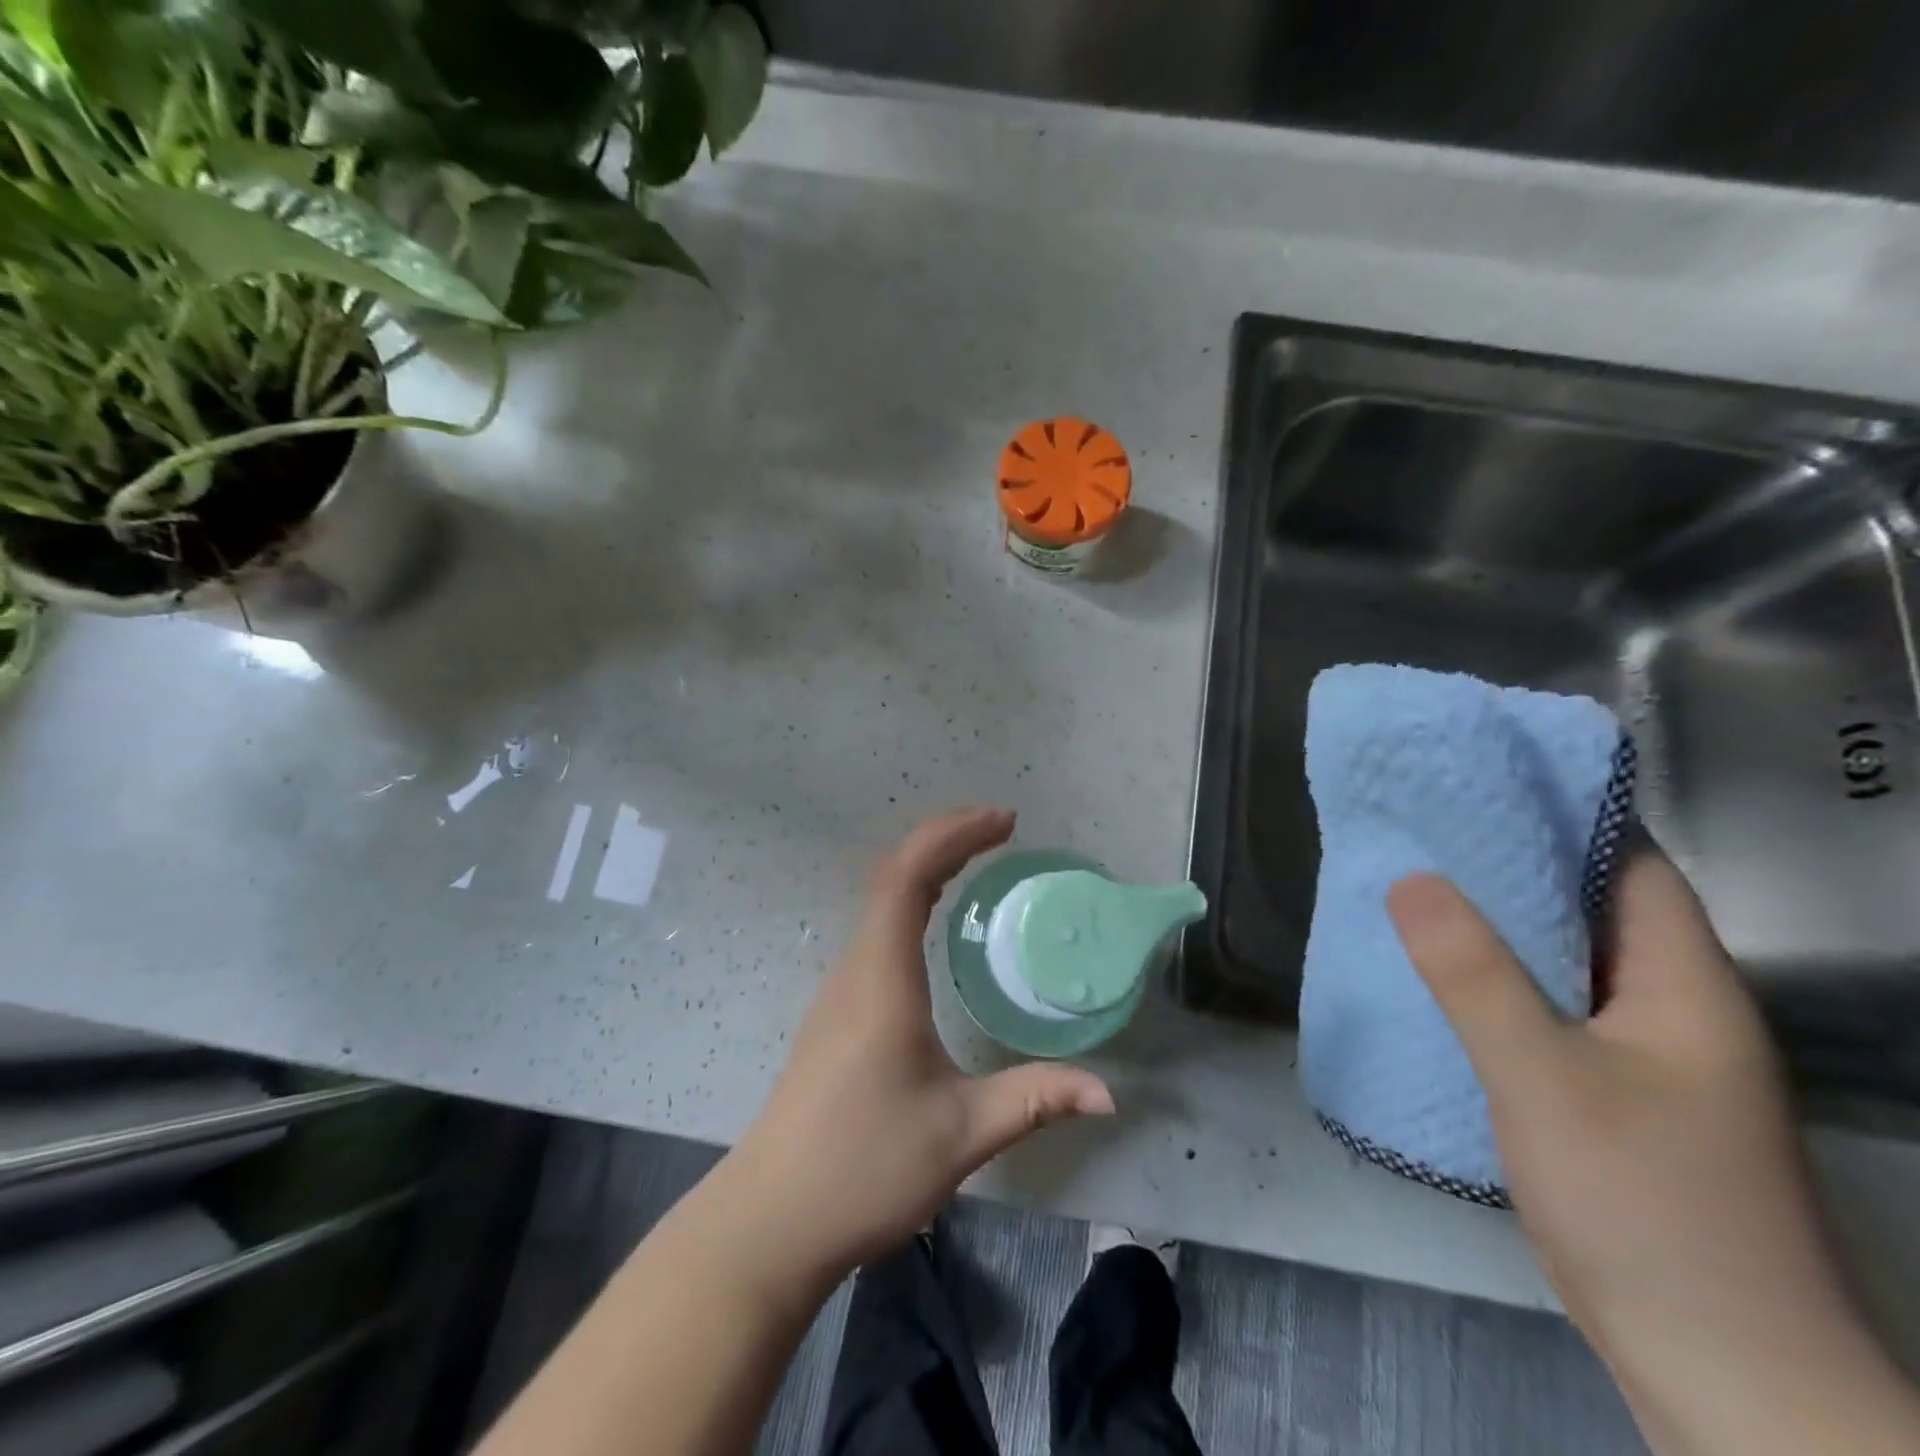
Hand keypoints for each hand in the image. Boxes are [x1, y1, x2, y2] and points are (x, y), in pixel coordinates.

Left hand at [726, 807, 1113, 1281]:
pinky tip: (936, 927)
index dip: (953, 836)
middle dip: (946, 840)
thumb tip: (1107, 1092)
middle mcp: (856, 969)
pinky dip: (911, 902)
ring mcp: (840, 990)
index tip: (1004, 823)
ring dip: (926, 868)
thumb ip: (1034, 1100)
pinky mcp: (837, 1013)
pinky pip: (877, 932)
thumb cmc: (864, 1167)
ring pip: (880, 902)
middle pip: (892, 875)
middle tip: (1001, 831)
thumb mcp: (961, 1134)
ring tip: (978, 863)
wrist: (771, 1220)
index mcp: (883, 978)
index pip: (908, 876)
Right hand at [1389, 848, 1919, 1454]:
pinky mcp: (1613, 1097)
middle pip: (1591, 908)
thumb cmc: (1646, 1206)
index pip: (1631, 865)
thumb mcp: (1544, 1078)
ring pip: (1565, 961)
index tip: (1480, 782)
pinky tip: (1438, 977)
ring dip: (1499, 924)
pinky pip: (1549, 1009)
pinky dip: (1498, 980)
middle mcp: (1673, 1009)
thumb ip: (1474, 974)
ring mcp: (1645, 1058)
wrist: (1719, 1373)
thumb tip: (1410, 878)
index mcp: (1683, 985)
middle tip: (1422, 828)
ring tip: (1414, 887)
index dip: (1564, 815)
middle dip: (1512, 864)